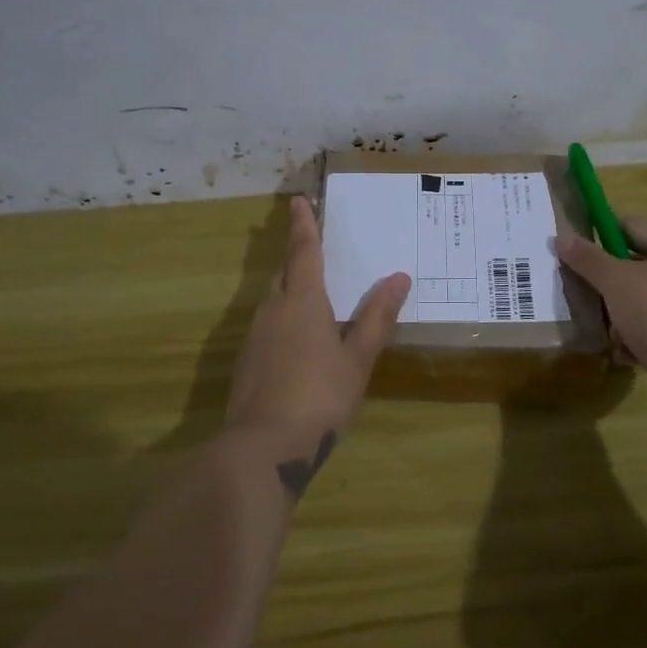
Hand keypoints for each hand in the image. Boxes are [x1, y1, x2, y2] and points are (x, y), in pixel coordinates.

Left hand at [225, 196, 410, 496]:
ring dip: (290, 285)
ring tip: (313, 288)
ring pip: (274, 297)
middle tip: (313, 243)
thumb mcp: (358, 358)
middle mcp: (273, 309)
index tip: (299, 201)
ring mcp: (255, 335)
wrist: (264, 446)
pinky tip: (299, 336)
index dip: (303, 225)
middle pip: (285, 272)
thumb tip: (399, 278)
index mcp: (302, 300)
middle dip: (297, 254)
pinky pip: (268, 322)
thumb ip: (377, 317)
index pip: (303, 251)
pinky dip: (284, 314)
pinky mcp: (247, 359)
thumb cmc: (321, 396)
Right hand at [555, 217, 646, 430]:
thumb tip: (562, 237)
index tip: (577, 251)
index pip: (634, 226)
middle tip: (584, 291)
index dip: (601, 234)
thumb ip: (588, 258)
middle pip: (640, 265)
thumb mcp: (615, 281)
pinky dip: (639, 336)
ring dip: (622, 313)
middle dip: (610, 282)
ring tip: (606, 328)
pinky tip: (624, 351)